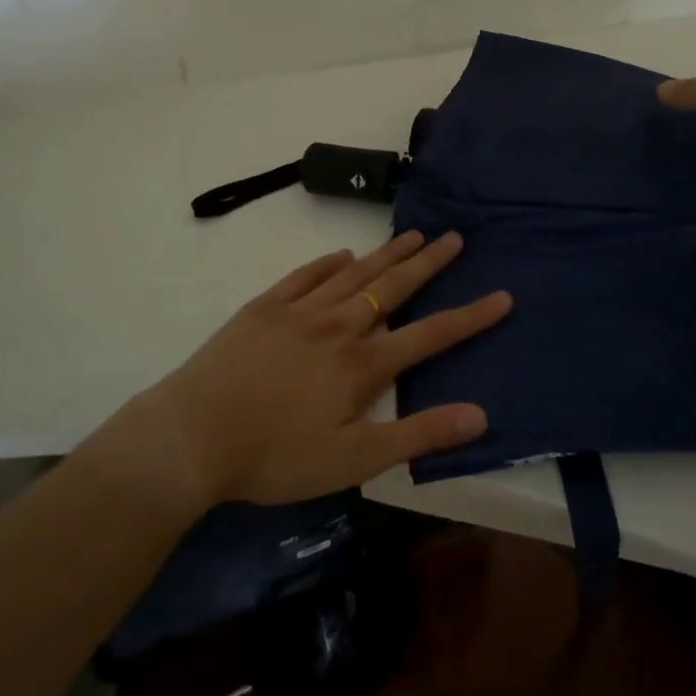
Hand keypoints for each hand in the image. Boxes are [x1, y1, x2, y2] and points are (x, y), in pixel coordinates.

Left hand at [132, 231, 507, 508]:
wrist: (193, 435)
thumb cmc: (275, 456)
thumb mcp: (353, 461)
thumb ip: (416, 435)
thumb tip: (479, 415)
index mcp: (362, 364)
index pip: (429, 334)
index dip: (470, 317)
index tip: (502, 296)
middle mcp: (337, 326)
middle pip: (392, 287)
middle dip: (428, 263)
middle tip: (454, 237)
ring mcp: (299, 311)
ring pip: (353, 274)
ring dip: (386, 254)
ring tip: (412, 234)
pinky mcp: (264, 308)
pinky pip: (305, 276)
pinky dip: (328, 263)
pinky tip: (342, 254)